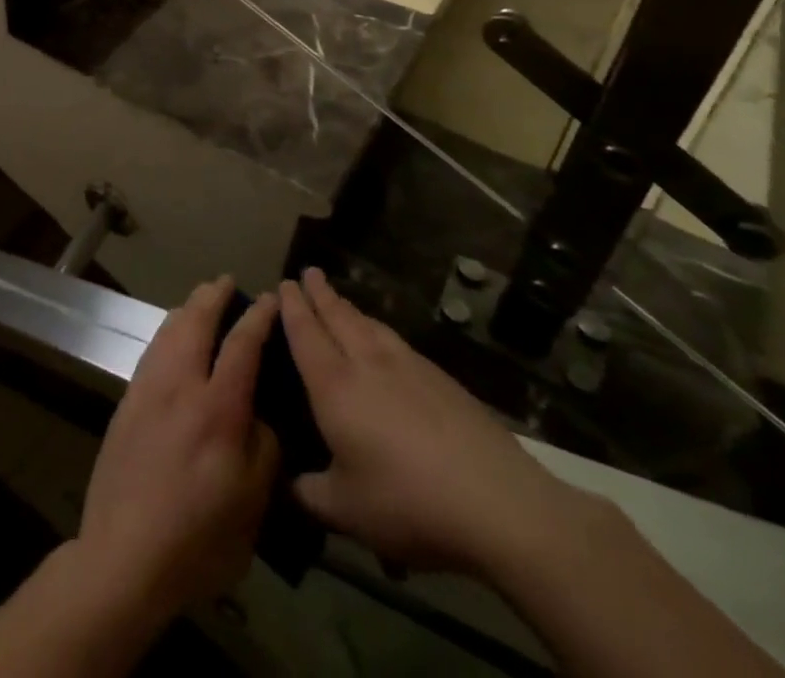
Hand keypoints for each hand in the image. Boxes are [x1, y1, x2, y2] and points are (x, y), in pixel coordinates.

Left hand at [75, 276, 280, 622]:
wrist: (124, 554)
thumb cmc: (198, 538)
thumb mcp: (252, 504)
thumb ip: (262, 448)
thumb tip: (257, 415)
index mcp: (218, 409)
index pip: (242, 345)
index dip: (258, 317)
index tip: (271, 298)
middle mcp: (180, 386)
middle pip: (195, 321)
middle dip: (213, 296)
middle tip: (226, 283)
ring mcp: (147, 389)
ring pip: (168, 330)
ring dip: (187, 309)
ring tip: (200, 301)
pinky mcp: (126, 401)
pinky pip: (151, 350)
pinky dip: (167, 332)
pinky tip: (172, 338)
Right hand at [280, 268, 586, 575]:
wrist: (500, 505)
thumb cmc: (409, 503)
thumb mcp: (347, 511)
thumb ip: (310, 493)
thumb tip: (290, 483)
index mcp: (335, 386)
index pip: (305, 332)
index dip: (292, 306)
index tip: (284, 283)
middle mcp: (367, 363)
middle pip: (339, 316)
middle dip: (320, 293)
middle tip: (309, 272)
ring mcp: (410, 368)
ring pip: (371, 325)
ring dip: (350, 308)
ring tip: (340, 300)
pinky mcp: (444, 381)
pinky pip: (398, 342)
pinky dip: (380, 331)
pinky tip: (386, 342)